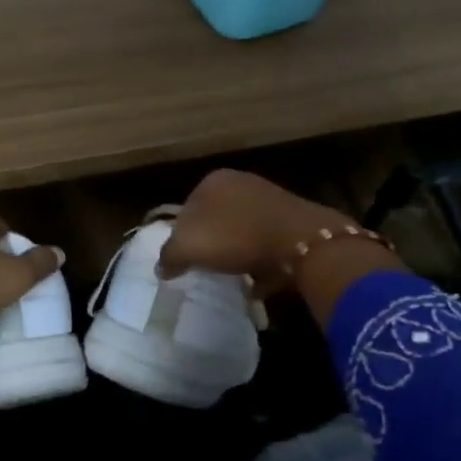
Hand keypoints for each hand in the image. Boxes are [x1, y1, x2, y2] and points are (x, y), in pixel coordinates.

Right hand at [158, 170, 396, 303]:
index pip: (186, 209)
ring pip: (241, 230)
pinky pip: (265, 242)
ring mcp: (270, 199)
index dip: (181, 237)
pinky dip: (260, 260)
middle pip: (214, 219)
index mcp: (213, 181)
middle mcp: (241, 182)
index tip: (184, 261)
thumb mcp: (187, 247)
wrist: (298, 241)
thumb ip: (168, 257)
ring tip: (231, 276)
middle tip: (206, 269)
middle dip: (210, 242)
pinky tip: (257, 279)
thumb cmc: (235, 236)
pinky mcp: (291, 220)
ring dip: (235, 252)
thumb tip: (162, 268)